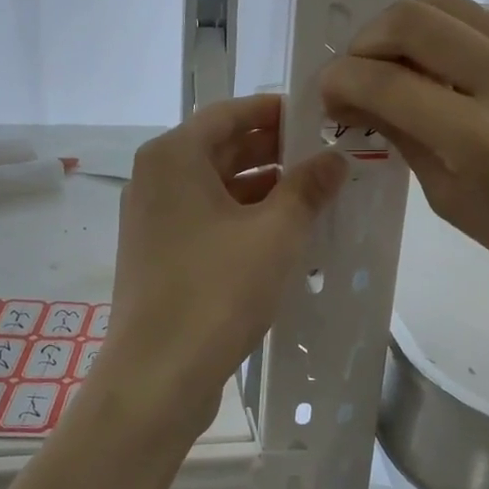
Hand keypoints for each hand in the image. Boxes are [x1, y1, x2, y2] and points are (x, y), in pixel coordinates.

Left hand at [104, 94, 347, 429]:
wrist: (157, 376)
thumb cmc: (216, 291)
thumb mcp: (275, 234)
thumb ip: (307, 188)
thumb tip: (335, 158)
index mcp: (173, 158)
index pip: (228, 113)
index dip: (274, 112)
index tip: (317, 117)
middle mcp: (156, 180)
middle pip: (221, 149)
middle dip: (275, 151)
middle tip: (327, 156)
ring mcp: (154, 220)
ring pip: (216, 188)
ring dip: (264, 189)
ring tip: (317, 196)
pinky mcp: (160, 256)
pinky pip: (208, 220)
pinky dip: (244, 219)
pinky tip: (285, 235)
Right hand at [319, 0, 488, 313]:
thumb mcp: (452, 202)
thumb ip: (403, 138)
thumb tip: (358, 99)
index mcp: (482, 139)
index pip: (387, 81)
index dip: (340, 80)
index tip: (328, 95)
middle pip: (413, 16)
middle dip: (365, 40)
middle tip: (357, 75)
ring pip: (446, 2)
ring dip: (402, 30)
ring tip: (395, 68)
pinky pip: (479, 20)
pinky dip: (443, 37)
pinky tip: (441, 74)